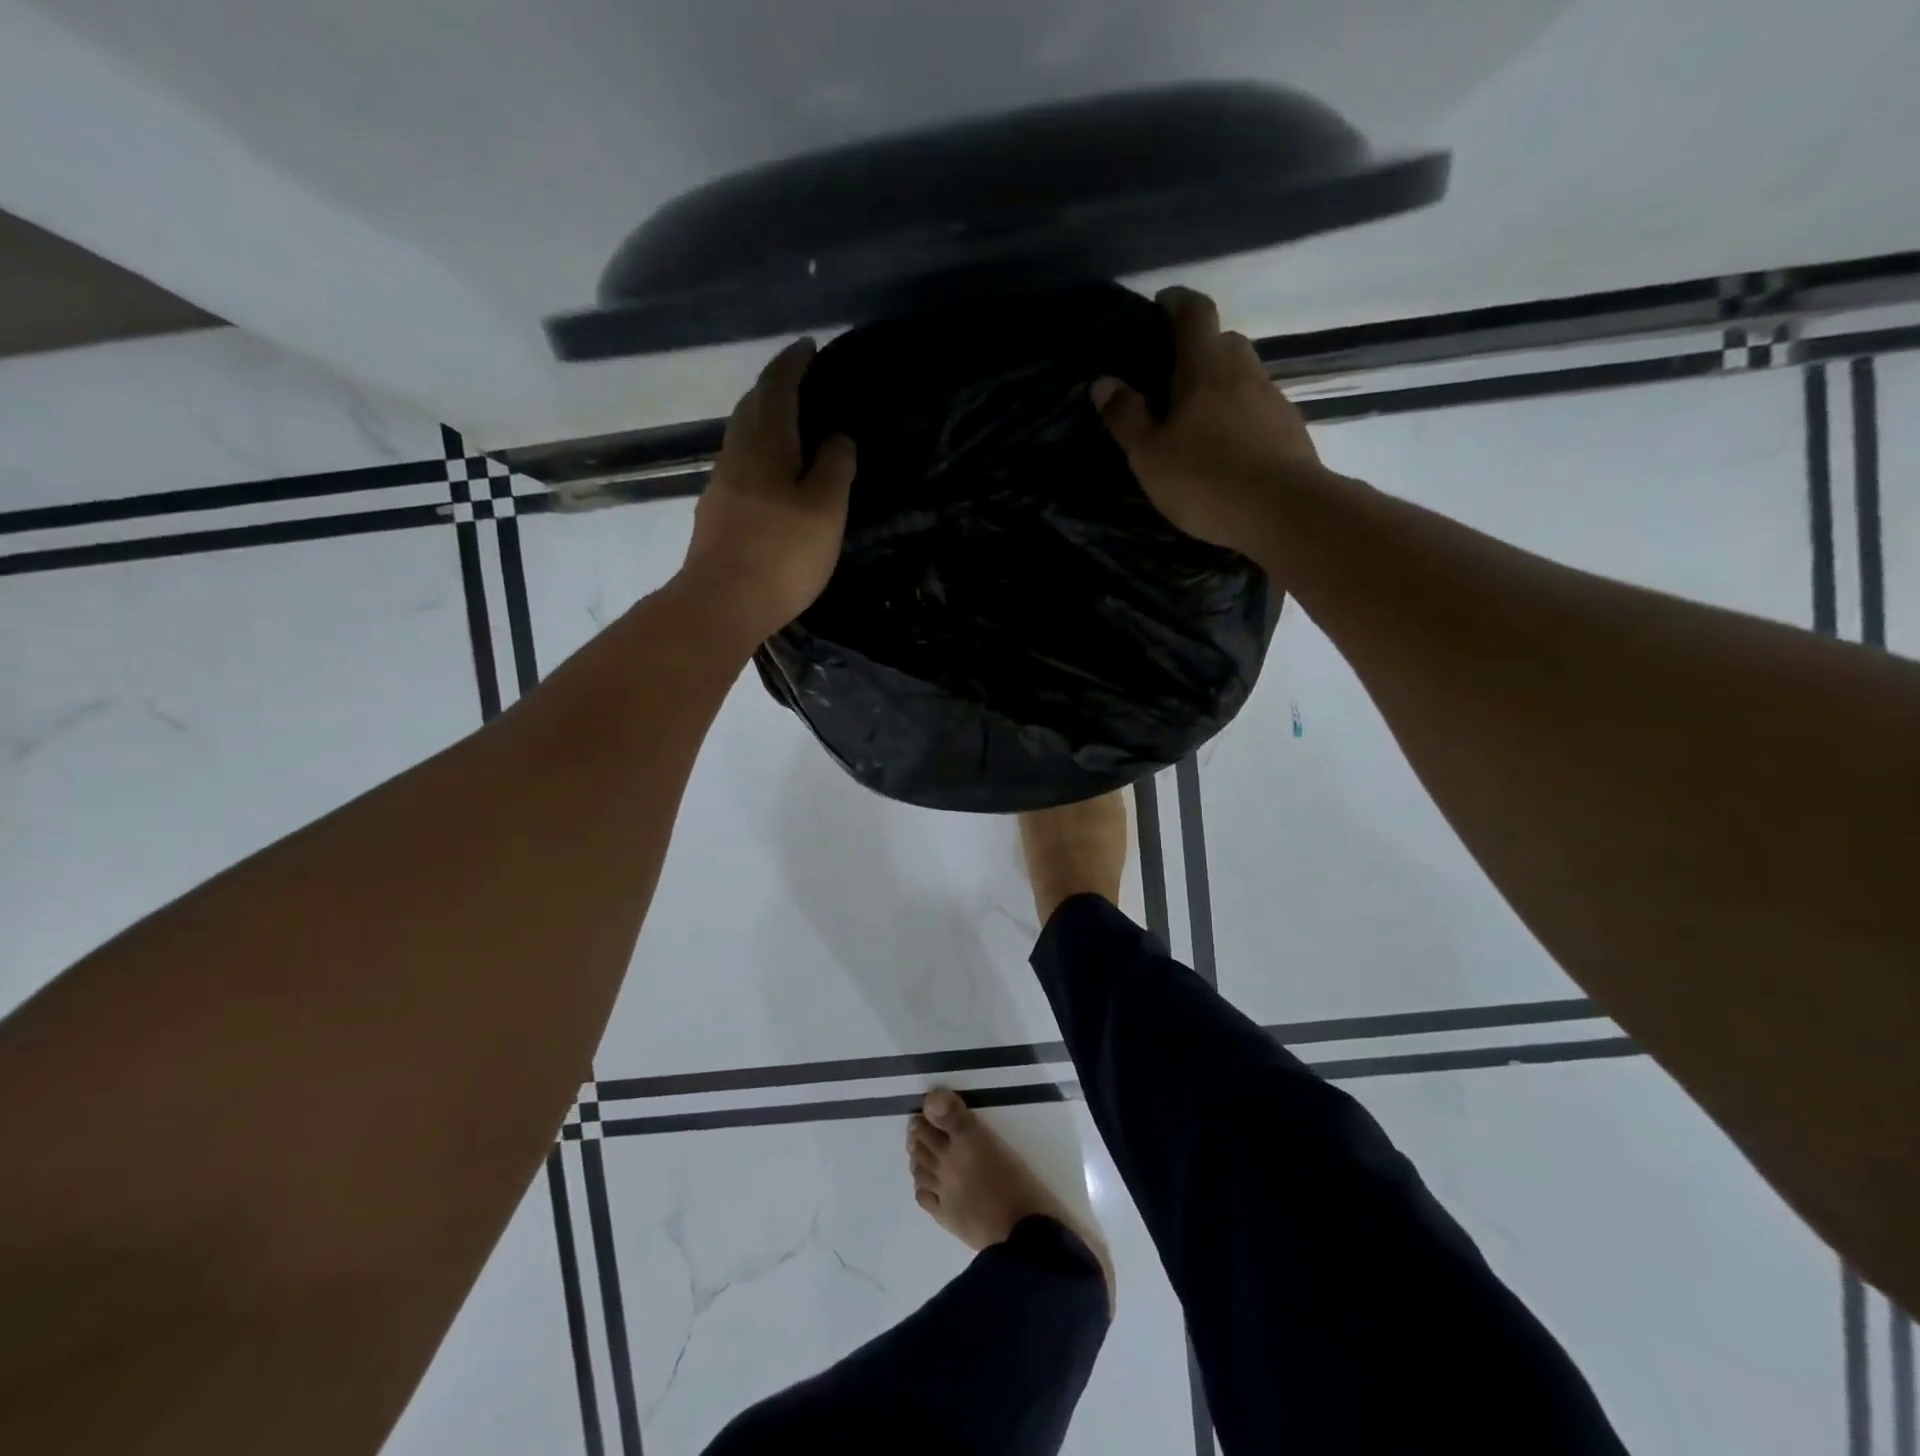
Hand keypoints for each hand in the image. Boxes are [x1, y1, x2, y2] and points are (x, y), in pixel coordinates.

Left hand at [676, 338, 855, 645]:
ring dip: (765, 420)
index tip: (809, 347)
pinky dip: (760, 452)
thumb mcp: (825, 509)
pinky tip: (774, 473)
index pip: (777, 388)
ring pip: (743, 436)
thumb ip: (835, 467)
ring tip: (793, 425)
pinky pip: (741, 464)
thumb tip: (838, 437)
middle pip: (752, 407)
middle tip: (801, 382)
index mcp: (765, 444)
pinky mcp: (717, 513)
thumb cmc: (781, 554)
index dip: (793, 364)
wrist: (722, 603)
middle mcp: (736, 455)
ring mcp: (721, 485)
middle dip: (775, 387)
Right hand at [1092, 287, 1326, 562]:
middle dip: (1198, 349)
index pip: (1194, 312)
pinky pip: (1258, 408)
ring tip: (1197, 420)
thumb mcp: (1150, 455)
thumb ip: (1126, 417)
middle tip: (1172, 377)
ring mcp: (1273, 398)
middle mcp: (1244, 370)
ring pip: (1243, 376)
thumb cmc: (1206, 479)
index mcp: (1205, 367)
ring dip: (1221, 386)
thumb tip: (1103, 382)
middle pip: (1223, 341)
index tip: (1161, 305)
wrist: (1284, 511)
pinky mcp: (1290, 429)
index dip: (1177, 302)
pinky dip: (1240, 416)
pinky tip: (1227, 448)